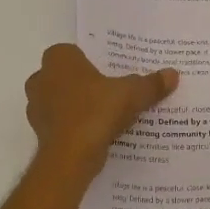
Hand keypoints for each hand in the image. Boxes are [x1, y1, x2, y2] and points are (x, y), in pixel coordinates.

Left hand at [26, 44, 177, 176]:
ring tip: (104, 116)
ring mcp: (36, 107)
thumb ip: (150, 84)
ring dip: (76, 106)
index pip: (72, 52)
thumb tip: (173, 74)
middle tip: (109, 92)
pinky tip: (95, 135)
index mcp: (59, 59)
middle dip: (82, 84)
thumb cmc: (96, 111)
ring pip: (59, 101)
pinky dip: (73, 126)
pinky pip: (59, 123)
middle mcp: (41, 78)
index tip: (108, 73)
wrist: (71, 156)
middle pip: (64, 76)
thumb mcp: (132, 94)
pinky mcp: (39, 132)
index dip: (90, 62)